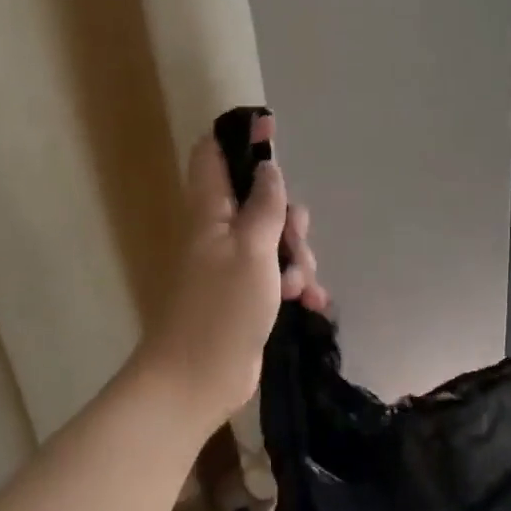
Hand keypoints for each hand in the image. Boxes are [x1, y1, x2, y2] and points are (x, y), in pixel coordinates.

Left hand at [142, 114, 328, 430]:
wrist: (198, 380)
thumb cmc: (222, 308)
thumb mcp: (251, 248)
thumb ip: (264, 205)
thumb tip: (269, 166)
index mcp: (211, 213)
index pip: (212, 156)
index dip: (239, 137)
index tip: (272, 131)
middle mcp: (221, 233)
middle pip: (261, 201)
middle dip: (289, 218)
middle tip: (295, 243)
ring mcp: (235, 265)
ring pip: (277, 241)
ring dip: (298, 259)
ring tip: (300, 288)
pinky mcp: (249, 295)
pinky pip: (280, 275)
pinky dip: (298, 285)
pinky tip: (312, 303)